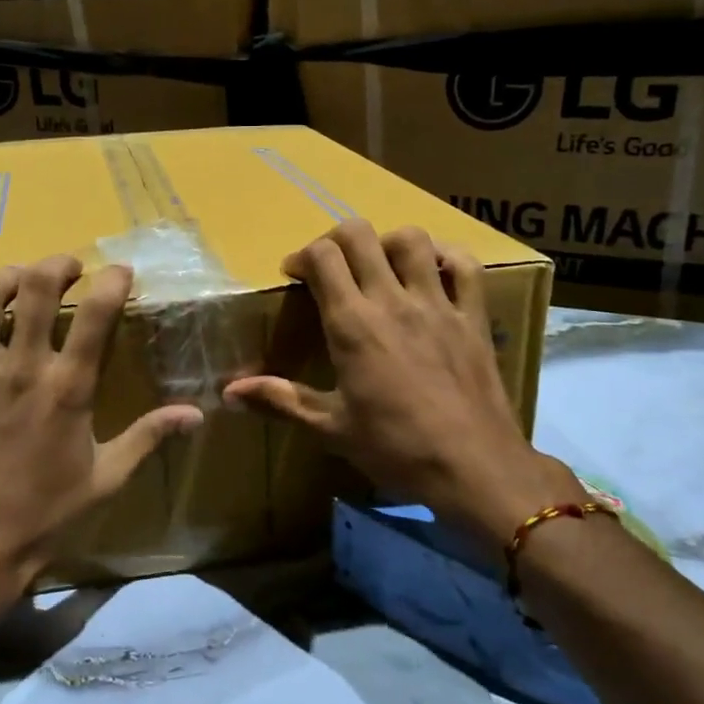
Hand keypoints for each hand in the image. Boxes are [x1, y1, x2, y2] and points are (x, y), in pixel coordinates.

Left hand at [0, 255, 203, 610]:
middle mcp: (20, 369)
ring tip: (17, 280)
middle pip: (37, 288)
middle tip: (67, 269)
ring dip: (4, 276)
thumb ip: (149, 437)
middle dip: (56, 265)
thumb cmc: (43, 517)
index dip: (113, 281)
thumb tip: (196, 414)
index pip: (98, 314)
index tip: (119, 272)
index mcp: (67, 389)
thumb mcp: (107, 480)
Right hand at [223, 220, 585, 543]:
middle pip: (360, 235)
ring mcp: (438, 304)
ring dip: (388, 243)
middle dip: (336, 239)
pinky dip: (446, 257)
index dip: (303, 256)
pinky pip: (466, 266)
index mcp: (353, 325)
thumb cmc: (396, 450)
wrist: (475, 468)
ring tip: (379, 267)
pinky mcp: (474, 316)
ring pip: (412, 240)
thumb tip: (229, 391)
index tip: (295, 276)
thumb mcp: (331, 429)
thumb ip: (281, 400)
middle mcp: (393, 301)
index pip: (322, 257)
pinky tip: (432, 273)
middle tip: (330, 266)